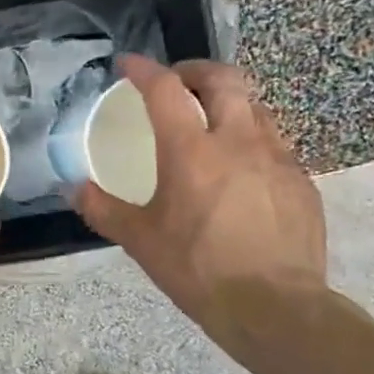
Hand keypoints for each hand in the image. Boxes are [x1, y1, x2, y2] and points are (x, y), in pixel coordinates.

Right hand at [74, 56, 327, 337]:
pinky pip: (274, 143)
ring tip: (210, 120)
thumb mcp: (140, 241)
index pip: (165, 90)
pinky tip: (240, 168)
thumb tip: (73, 188)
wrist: (276, 308)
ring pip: (254, 106)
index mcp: (191, 151)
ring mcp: (277, 158)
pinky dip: (250, 138)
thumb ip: (103, 209)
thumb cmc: (198, 270)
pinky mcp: (301, 181)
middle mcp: (238, 141)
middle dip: (196, 70)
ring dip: (227, 101)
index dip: (144, 70)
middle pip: (223, 79)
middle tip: (177, 82)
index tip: (128, 65)